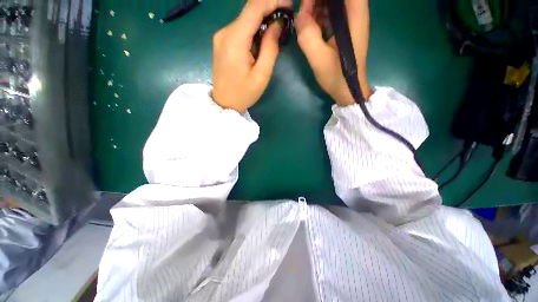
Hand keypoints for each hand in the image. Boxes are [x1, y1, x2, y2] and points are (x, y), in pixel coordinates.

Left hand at [212, 0, 291, 111]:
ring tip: (275, 30)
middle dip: (269, 8)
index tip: (288, 4)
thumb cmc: (244, 94)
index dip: (272, 1)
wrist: (223, 103)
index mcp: (235, 41)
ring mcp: (221, 36)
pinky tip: (261, 39)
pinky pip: (239, 28)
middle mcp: (225, 32)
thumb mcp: (262, 75)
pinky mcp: (221, 41)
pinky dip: (253, 28)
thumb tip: (276, 24)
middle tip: (284, 17)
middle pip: (249, 10)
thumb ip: (270, 48)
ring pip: (244, 18)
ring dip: (261, 20)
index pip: (254, 7)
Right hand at [296, 0, 370, 105]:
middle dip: (316, 0)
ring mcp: (349, 20)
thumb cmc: (337, 76)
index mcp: (355, 14)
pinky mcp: (343, 29)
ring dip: (316, 6)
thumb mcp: (320, 59)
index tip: (307, 4)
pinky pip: (330, 13)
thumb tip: (299, 15)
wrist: (347, 89)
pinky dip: (318, 16)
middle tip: (303, 14)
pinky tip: (310, 27)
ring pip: (332, 2)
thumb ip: (308, 37)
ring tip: (304, 21)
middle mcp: (355, 11)